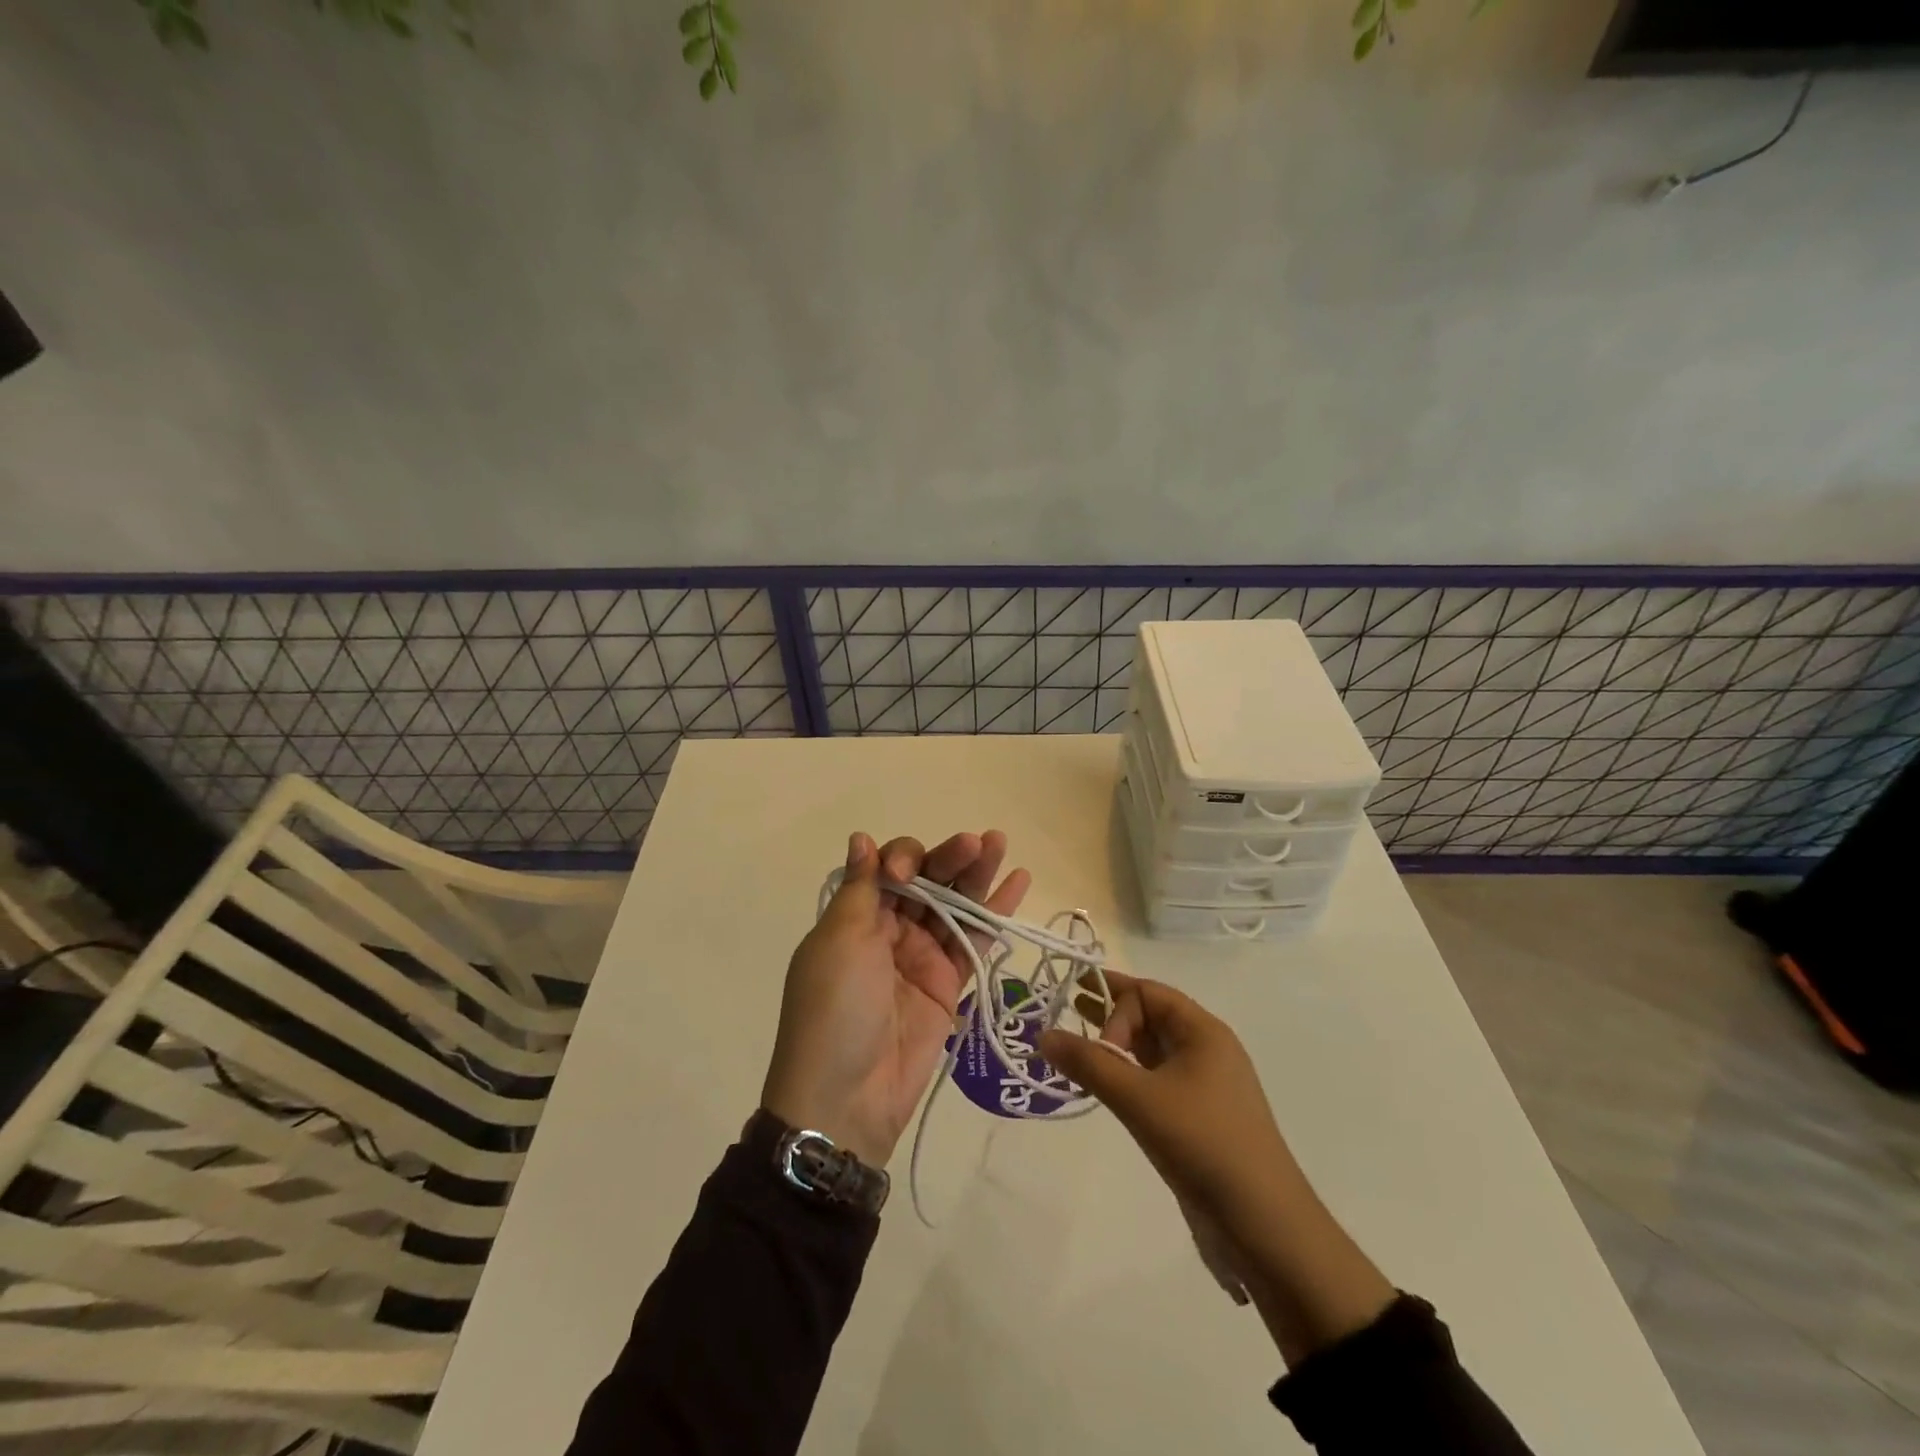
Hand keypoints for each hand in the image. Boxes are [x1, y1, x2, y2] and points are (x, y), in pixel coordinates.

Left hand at [760, 831, 1030, 1169]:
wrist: (847, 1098)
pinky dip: (996, 913)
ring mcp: (922, 956)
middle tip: (979, 842)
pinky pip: (975, 940)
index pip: (889, 867)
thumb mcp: (839, 941)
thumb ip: (861, 888)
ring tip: (1001, 844)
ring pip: (955, 905)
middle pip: (927, 881)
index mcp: (857, 915)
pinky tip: (1019, 882)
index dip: (904, 858)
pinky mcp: (950, 984)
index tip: (907, 872)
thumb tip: (861, 838)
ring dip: (977, 874)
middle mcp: (890, 929)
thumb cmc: (835, 1008)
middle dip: (950, 858)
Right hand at [1039, 972, 1393, 1364]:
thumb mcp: (1140, 1100)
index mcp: (1203, 1032)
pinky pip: (1154, 1082)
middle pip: (1150, 1017)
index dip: (1115, 1003)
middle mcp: (1205, 1051)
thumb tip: (1043, 1034)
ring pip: (1150, 1051)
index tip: (1095, 1042)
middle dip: (1109, 1014)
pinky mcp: (1197, 1120)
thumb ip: (1089, 1064)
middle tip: (1065, 1010)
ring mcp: (1203, 1087)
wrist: (1266, 1230)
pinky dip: (1127, 1077)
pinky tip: (1102, 1086)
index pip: (1149, 993)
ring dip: (1115, 1047)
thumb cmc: (1204, 1145)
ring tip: (1074, 1046)